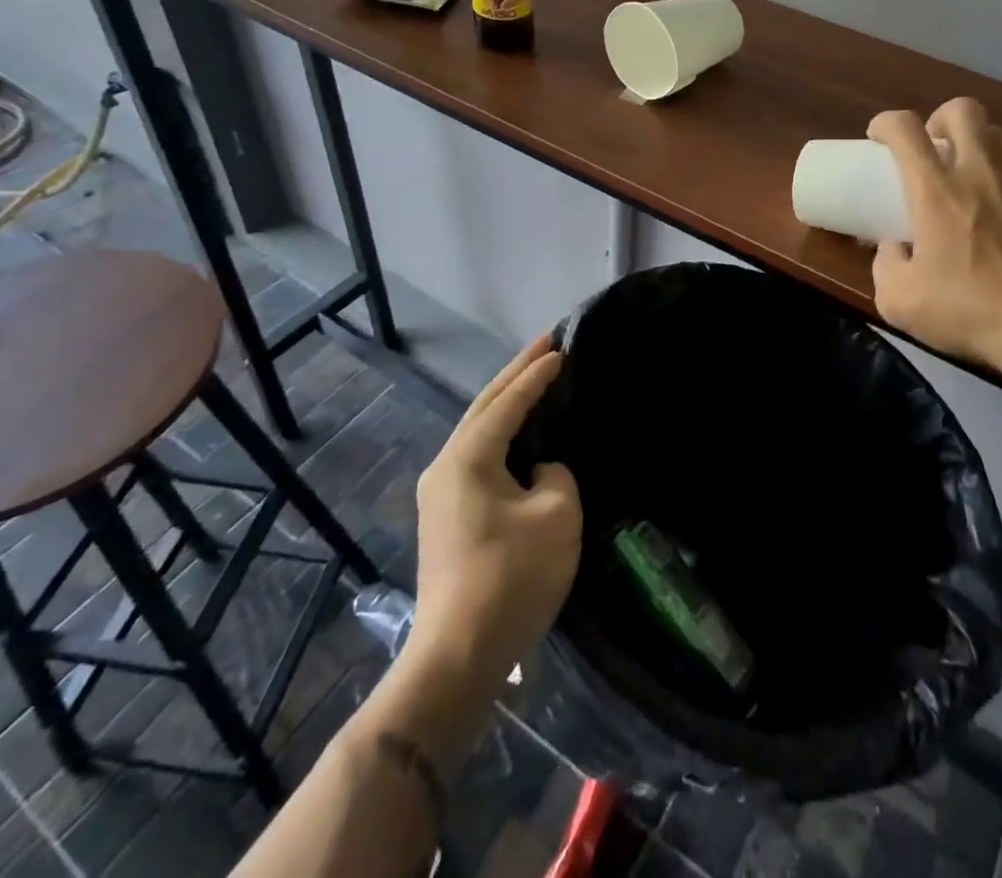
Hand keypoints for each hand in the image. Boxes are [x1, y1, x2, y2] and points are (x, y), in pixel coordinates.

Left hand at [409, 336, 581, 689]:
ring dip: (506, 402)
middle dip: (515, 373)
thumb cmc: (511, 578)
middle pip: (484, 406)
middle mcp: (445, 465)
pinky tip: (519, 433)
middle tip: (546, 344)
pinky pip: (477, 456)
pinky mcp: (446, 516)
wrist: (457, 657)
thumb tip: (540, 471)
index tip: (562, 348)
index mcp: (468, 457)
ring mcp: (439, 492)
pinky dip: (501, 433)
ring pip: (478, 430)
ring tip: (534, 377)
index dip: (536, 374)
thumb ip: (556, 474)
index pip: (508, 402)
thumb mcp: (556, 514)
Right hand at [868, 97, 1001, 362]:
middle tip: (930, 147)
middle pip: (962, 110)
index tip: (877, 139)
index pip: (905, 129)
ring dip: (976, 140)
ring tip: (966, 170)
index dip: (885, 123)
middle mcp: (978, 173)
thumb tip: (894, 249)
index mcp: (935, 190)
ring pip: (999, 132)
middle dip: (939, 118)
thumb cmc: (964, 308)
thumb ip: (886, 265)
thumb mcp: (898, 299)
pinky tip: (995, 204)